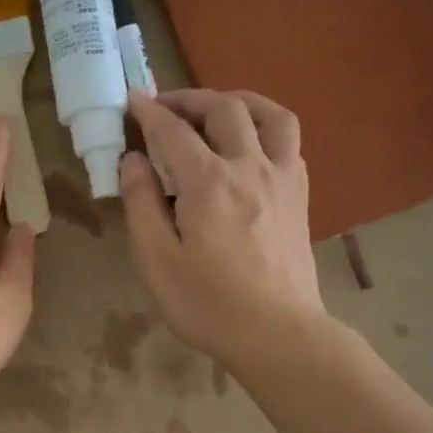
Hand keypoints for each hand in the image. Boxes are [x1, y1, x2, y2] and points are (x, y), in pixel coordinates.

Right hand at [120, 89, 329, 368]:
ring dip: (239, 102)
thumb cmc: (206, 303)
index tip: (132, 99)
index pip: (173, 131)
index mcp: (208, 181)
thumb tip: (133, 160)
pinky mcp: (300, 196)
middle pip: (224, 109)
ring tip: (216, 111)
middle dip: (191, 99)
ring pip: (270, 114)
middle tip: (166, 108)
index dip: (149, 112)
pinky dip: (265, 129)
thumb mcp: (156, 260)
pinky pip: (289, 142)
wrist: (276, 334)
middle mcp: (249, 166)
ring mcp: (282, 178)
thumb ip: (141, 203)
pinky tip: (249, 147)